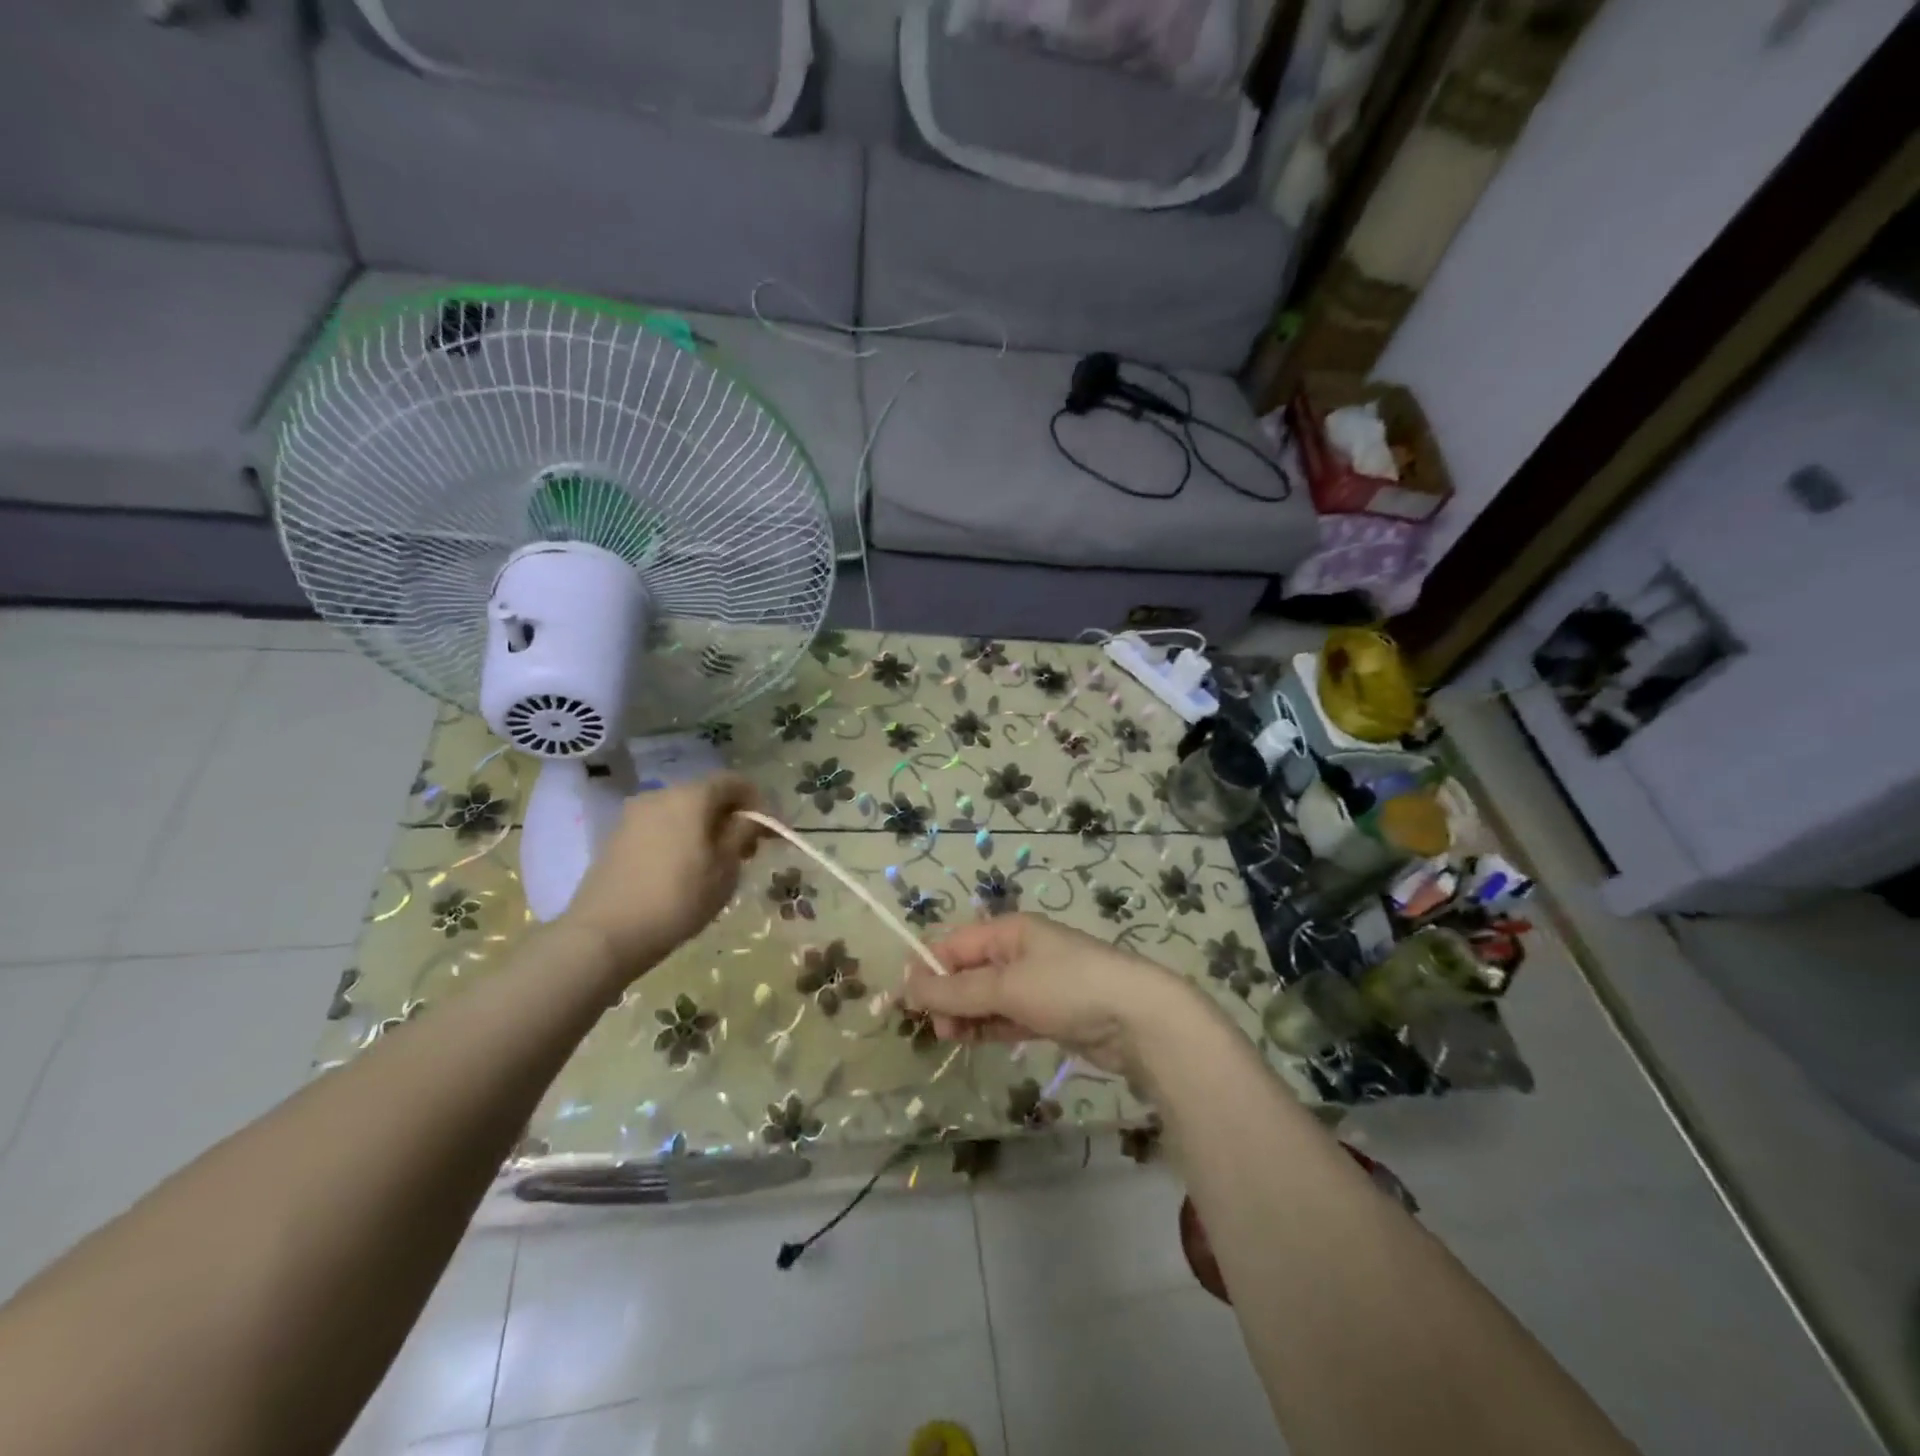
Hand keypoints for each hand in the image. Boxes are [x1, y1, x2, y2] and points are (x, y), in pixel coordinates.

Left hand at [562, 773, 766, 981]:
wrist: (605, 934)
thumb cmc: (678, 898)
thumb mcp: (725, 868)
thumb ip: (742, 834)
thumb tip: (751, 818)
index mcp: (691, 796)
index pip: (734, 782)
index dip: (759, 802)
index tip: (772, 831)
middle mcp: (660, 795)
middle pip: (706, 795)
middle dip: (731, 817)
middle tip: (748, 851)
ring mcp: (633, 816)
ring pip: (682, 812)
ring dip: (705, 829)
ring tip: (717, 864)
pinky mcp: (617, 839)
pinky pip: (661, 828)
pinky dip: (681, 839)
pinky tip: (685, 871)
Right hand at [900, 913, 1195, 1083]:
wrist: (1138, 1020)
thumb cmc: (1068, 988)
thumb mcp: (1007, 986)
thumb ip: (956, 991)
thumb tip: (906, 986)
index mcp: (1009, 931)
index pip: (955, 944)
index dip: (928, 969)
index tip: (906, 1002)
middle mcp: (1019, 951)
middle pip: (968, 970)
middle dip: (947, 996)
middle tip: (938, 1028)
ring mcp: (1035, 983)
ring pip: (985, 997)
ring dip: (965, 1015)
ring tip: (953, 1038)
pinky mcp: (1048, 1013)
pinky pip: (1006, 1016)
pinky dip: (988, 1026)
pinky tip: (972, 1040)